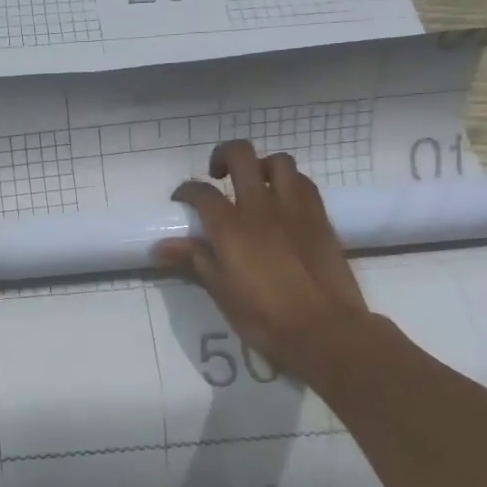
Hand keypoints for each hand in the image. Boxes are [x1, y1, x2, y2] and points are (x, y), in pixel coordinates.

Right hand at [155, 140, 374, 376]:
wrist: (325, 330)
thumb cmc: (264, 317)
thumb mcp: (221, 291)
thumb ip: (194, 260)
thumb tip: (160, 246)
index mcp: (230, 227)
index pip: (200, 191)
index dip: (186, 190)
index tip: (182, 201)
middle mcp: (260, 207)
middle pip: (241, 156)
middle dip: (223, 156)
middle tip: (217, 175)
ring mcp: (294, 208)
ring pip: (278, 162)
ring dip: (262, 166)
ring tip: (255, 185)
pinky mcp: (320, 217)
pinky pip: (304, 183)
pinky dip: (289, 183)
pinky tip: (283, 202)